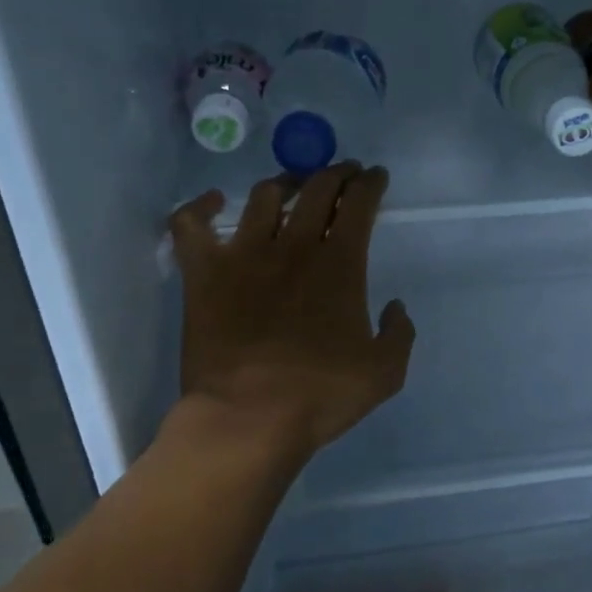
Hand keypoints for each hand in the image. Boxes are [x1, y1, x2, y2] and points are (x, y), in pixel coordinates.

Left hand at [167, 163, 414, 460]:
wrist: (249, 419)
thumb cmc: (320, 396)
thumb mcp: (385, 373)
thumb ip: (399, 333)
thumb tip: (395, 307)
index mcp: (340, 264)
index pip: (360, 203)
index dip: (371, 184)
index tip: (376, 177)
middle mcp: (294, 246)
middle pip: (318, 189)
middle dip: (337, 173)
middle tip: (344, 173)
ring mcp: (244, 255)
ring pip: (264, 196)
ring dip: (284, 183)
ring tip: (292, 186)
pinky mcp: (204, 273)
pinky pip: (191, 224)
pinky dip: (200, 206)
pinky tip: (214, 202)